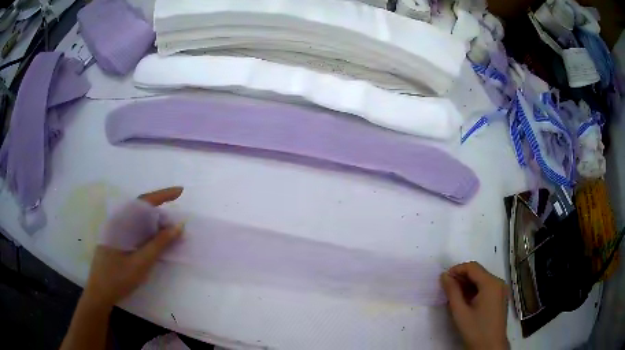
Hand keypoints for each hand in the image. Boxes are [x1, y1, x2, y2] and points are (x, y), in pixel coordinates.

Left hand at [82, 187, 184, 307]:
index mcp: (120, 222)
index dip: (163, 195)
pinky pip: (135, 230)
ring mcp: (116, 231)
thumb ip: (159, 244)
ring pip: (139, 221)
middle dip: (161, 212)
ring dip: (155, 224)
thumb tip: (178, 226)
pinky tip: (155, 242)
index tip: (180, 191)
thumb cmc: (118, 278)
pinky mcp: (117, 241)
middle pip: (142, 209)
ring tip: (170, 233)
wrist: (100, 293)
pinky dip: (148, 233)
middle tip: (178, 224)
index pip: (144, 202)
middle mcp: (117, 222)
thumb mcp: (141, 263)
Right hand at [441, 262, 508, 349]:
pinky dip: (475, 290)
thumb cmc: (475, 329)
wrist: (490, 346)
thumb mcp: (460, 312)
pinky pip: (487, 287)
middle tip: (447, 288)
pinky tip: (466, 301)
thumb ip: (452, 291)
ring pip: (482, 280)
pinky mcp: (500, 297)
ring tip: (454, 295)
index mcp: (491, 283)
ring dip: (468, 284)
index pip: (472, 267)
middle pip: (478, 272)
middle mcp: (498, 282)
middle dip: (462, 277)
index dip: (457, 269)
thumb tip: (444, 275)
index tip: (444, 278)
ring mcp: (501, 290)